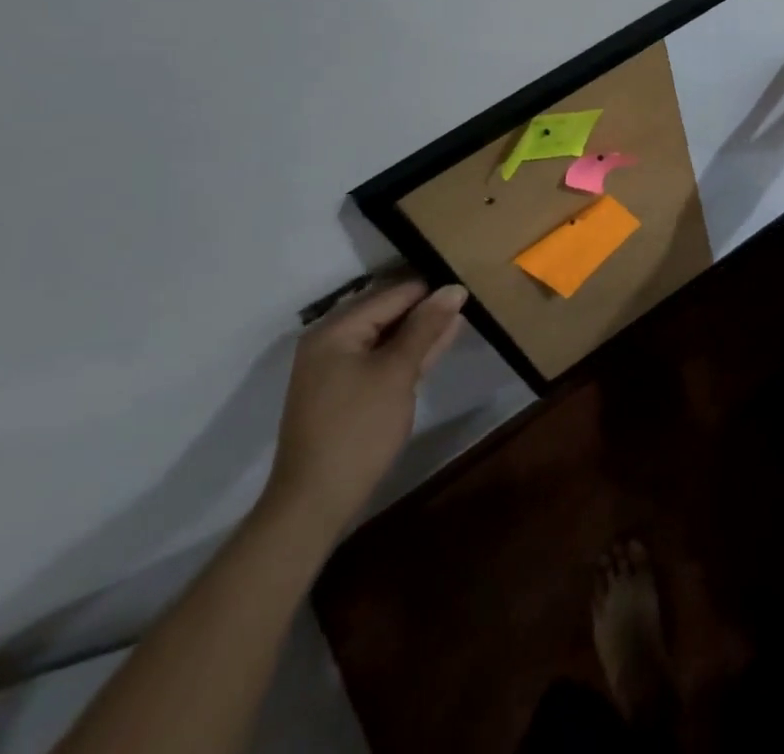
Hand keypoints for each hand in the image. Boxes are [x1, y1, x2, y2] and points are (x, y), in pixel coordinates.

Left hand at [261, 280, 467, 539]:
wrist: (315, 503)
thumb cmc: (357, 429)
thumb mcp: (397, 372)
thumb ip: (426, 327)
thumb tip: (455, 288)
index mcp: (336, 329)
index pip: (392, 294)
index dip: (430, 289)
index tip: (468, 282)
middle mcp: (331, 341)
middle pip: (387, 312)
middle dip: (425, 307)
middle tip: (468, 298)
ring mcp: (336, 368)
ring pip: (386, 336)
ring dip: (420, 329)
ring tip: (461, 316)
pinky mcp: (345, 391)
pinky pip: (380, 358)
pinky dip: (407, 352)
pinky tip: (438, 343)